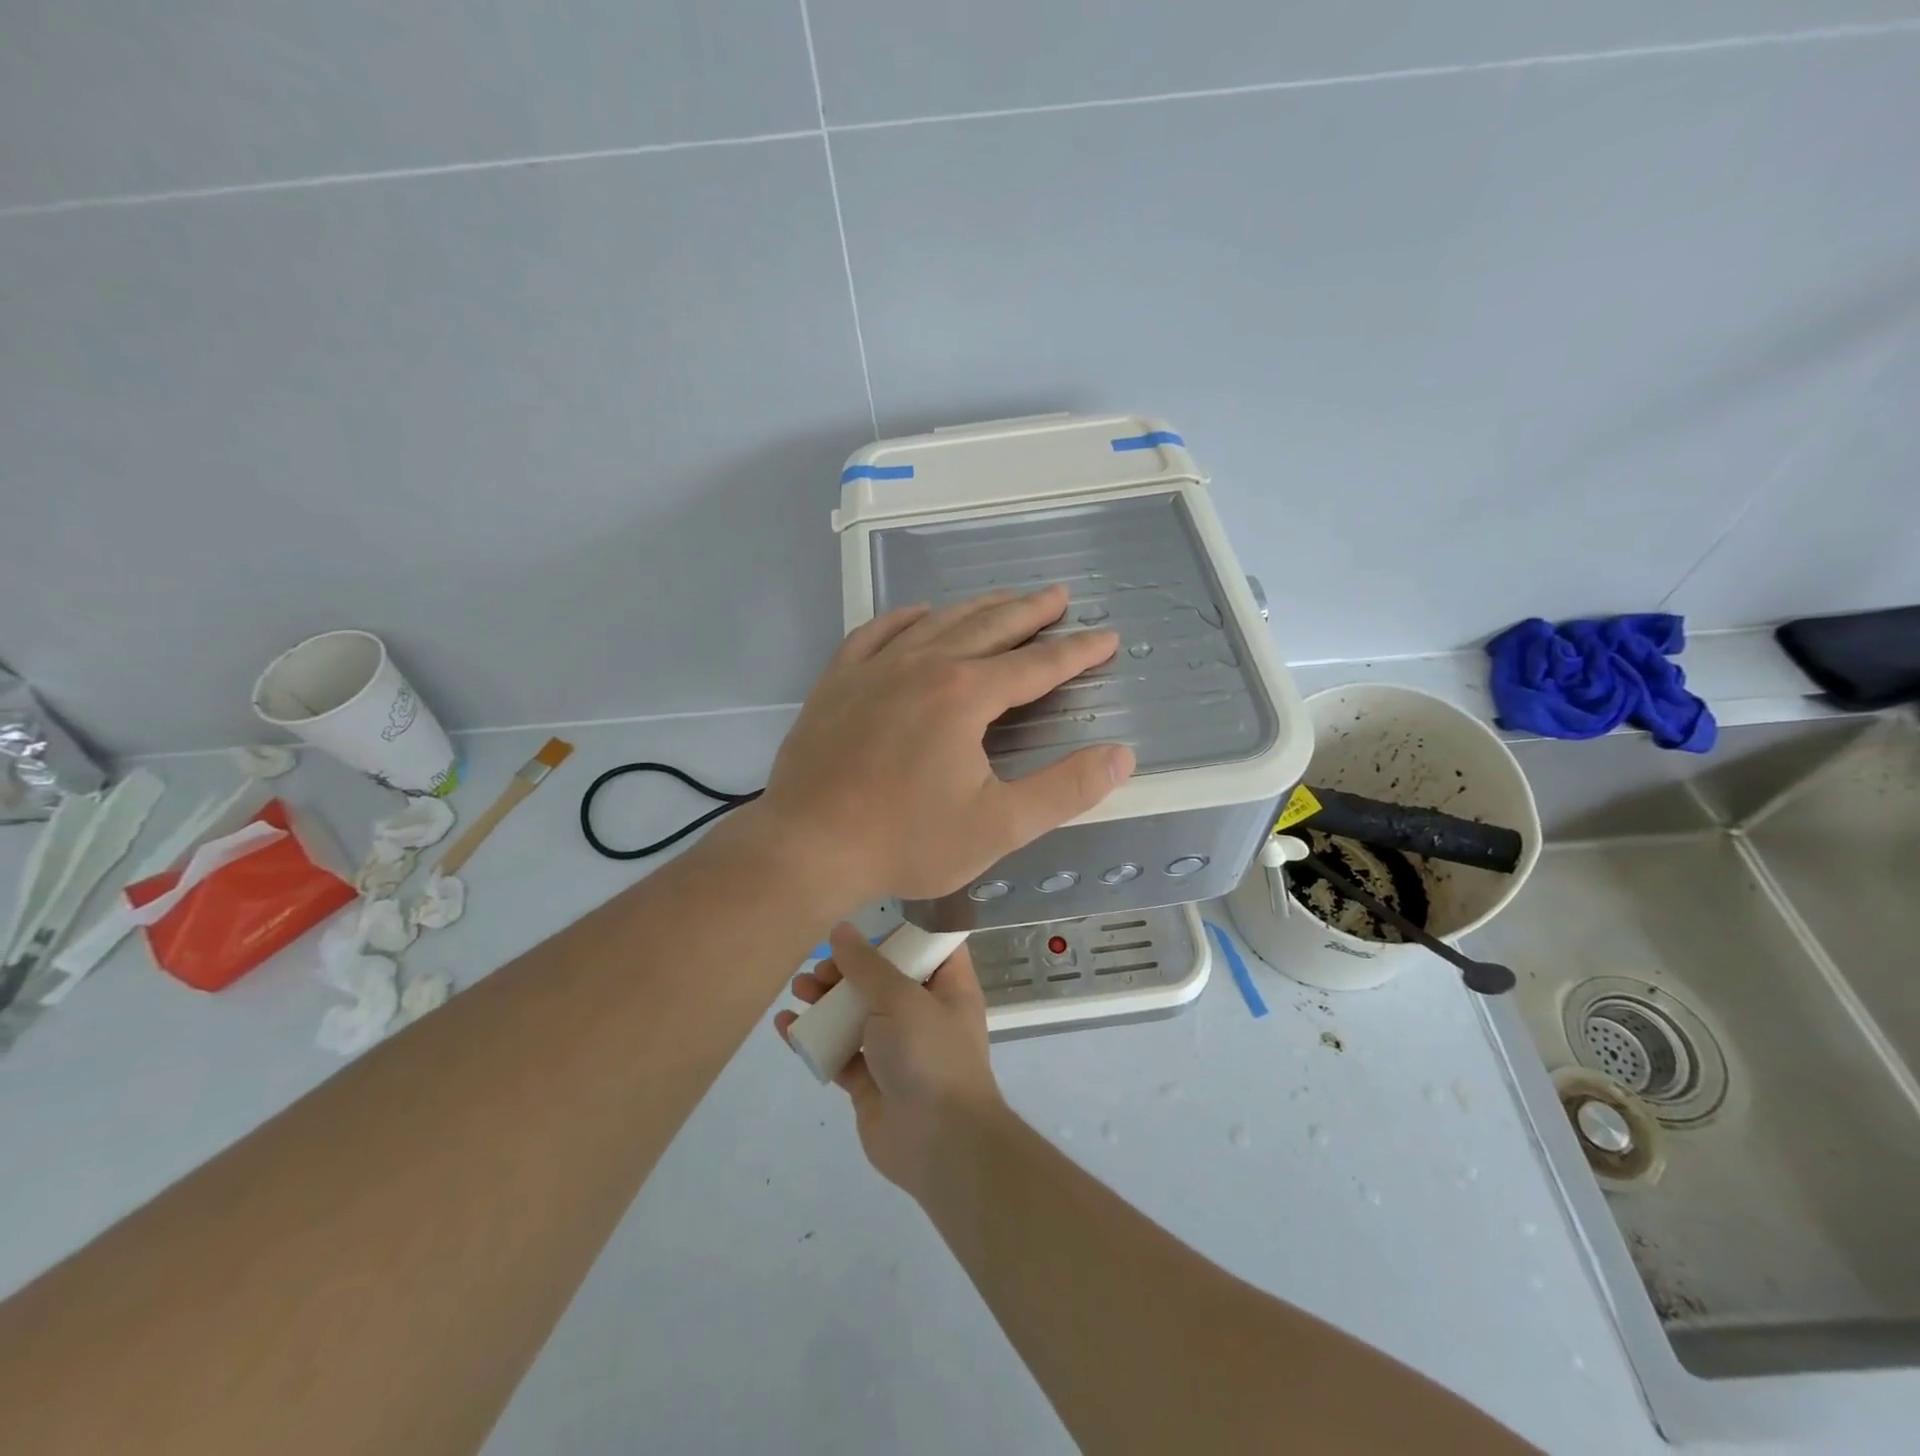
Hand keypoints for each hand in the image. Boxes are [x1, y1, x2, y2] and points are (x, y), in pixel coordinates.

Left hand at [757, 586, 1133, 906]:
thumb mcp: (999, 826)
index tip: (1106, 638)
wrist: (807, 847)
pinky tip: (916, 613)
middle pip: (988, 627)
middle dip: (1029, 611)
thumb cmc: (906, 841)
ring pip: (935, 623)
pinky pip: (875, 633)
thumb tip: (1121, 755)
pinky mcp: (837, 682)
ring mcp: (874, 669)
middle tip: (1059, 596)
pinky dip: (903, 619)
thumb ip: (1065, 790)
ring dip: (975, 607)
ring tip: (1003, 598)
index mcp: (965, 695)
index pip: (1036, 665)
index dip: (1077, 652)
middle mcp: (923, 666)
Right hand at [775, 923, 1003, 1198]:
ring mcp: (897, 1048)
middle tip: (820, 969)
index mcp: (948, 987)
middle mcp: (925, 1013)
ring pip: (857, 1013)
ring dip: (827, 999)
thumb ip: (867, 965)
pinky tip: (786, 1027)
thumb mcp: (900, 999)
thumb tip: (842, 930)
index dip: (899, 933)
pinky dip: (815, 1038)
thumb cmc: (930, 1056)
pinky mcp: (871, 1081)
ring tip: (798, 989)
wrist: (939, 1143)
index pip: (929, 948)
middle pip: (883, 978)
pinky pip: (839, 1050)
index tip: (864, 926)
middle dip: (848, 969)